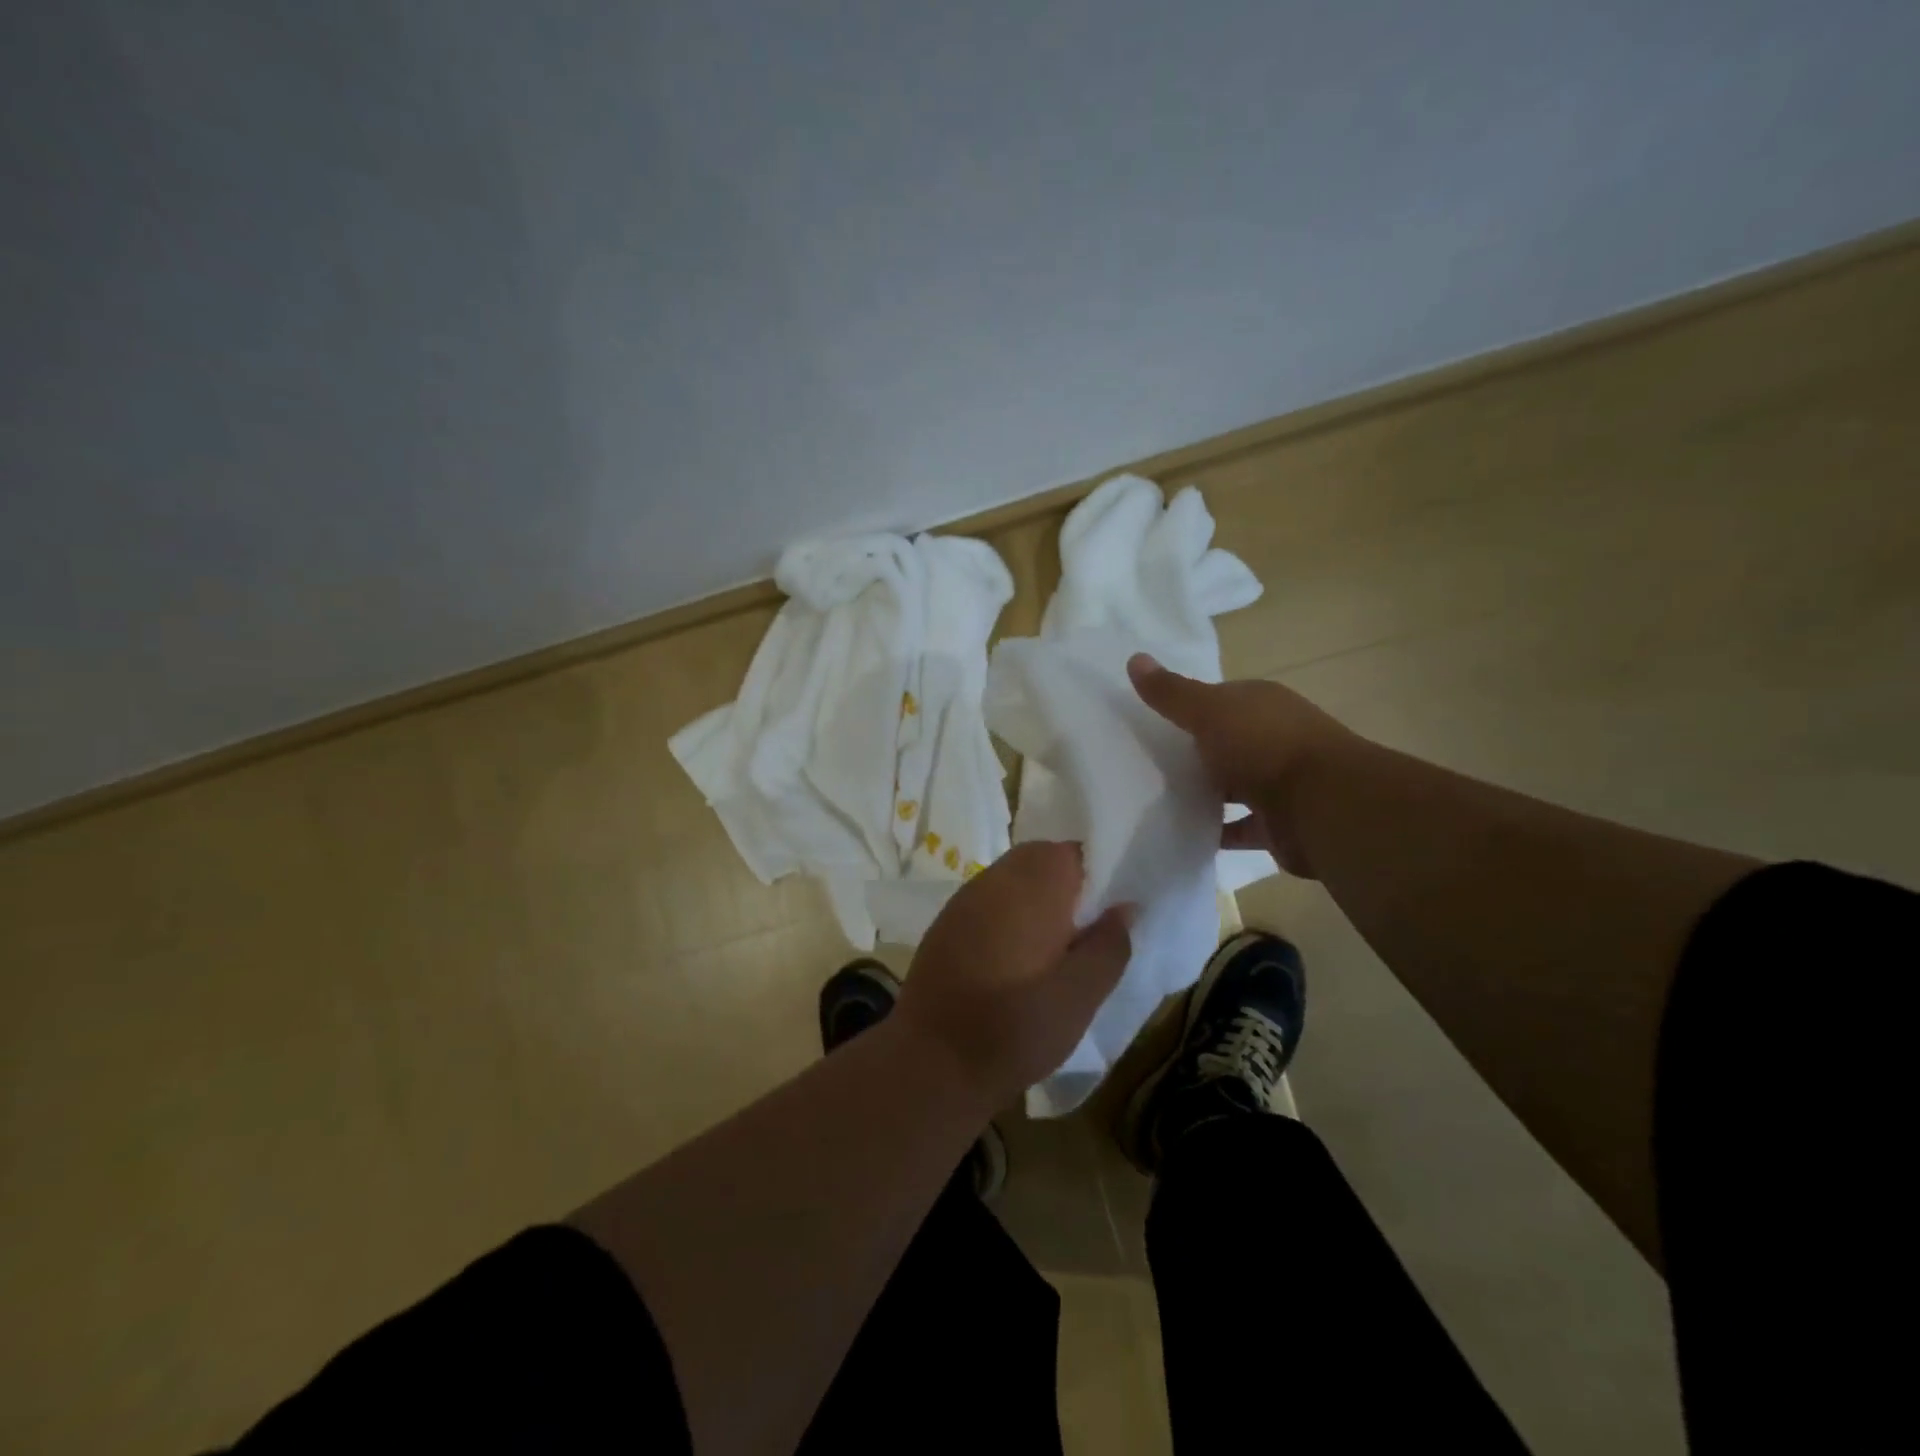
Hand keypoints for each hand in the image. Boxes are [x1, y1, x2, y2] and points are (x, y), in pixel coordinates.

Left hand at [896, 842, 1132, 1109]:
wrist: (931, 1062)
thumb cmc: (1016, 1027)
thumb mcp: (1081, 995)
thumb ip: (1109, 945)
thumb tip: (1124, 907)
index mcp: (1033, 884)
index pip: (1074, 852)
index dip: (1098, 877)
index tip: (1109, 914)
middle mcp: (995, 878)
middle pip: (1041, 861)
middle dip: (1068, 889)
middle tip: (1086, 936)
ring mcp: (964, 899)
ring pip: (1013, 881)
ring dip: (1037, 903)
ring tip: (1054, 953)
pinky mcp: (946, 924)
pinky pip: (989, 904)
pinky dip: (1008, 919)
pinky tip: (1015, 963)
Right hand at [1128, 653, 1357, 877]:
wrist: (1323, 806)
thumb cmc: (1264, 746)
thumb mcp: (1209, 711)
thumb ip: (1172, 692)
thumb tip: (1134, 658)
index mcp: (1261, 704)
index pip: (1218, 700)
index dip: (1186, 708)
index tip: (1150, 723)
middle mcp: (1274, 738)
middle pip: (1225, 743)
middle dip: (1193, 753)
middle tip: (1145, 764)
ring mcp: (1280, 783)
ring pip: (1233, 785)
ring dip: (1205, 793)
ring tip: (1158, 800)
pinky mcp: (1279, 824)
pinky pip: (1239, 827)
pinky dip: (1217, 830)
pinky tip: (1184, 833)